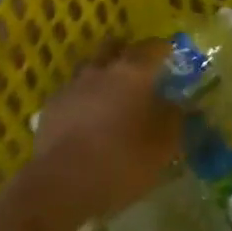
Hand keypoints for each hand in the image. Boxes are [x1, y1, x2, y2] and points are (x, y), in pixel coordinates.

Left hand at [14, 39, 181, 230]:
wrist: (62, 183)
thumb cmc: (122, 160)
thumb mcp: (164, 145)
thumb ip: (176, 119)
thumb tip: (181, 105)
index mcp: (133, 73)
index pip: (152, 47)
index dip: (163, 49)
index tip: (170, 56)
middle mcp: (101, 70)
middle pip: (113, 47)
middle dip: (125, 51)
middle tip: (137, 66)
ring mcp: (72, 86)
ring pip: (89, 67)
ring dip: (101, 73)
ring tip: (110, 93)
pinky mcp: (50, 107)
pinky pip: (71, 93)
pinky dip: (82, 98)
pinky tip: (86, 117)